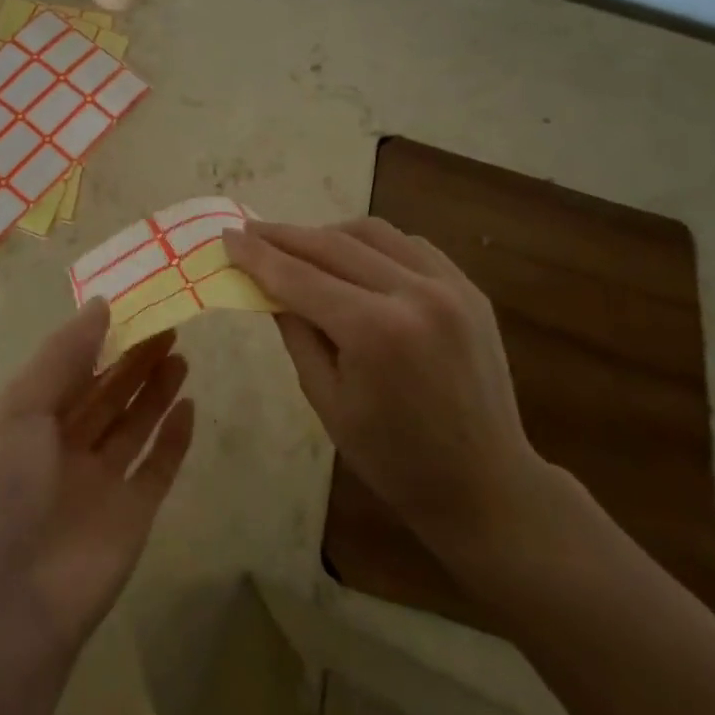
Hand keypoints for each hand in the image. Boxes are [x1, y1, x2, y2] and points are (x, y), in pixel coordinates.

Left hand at [0, 300, 195, 663]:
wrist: (8, 605)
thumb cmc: (3, 489)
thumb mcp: (20, 407)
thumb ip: (63, 355)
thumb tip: (100, 303)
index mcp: (28, 421)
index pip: (70, 369)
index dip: (99, 338)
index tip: (132, 305)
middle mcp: (63, 447)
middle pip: (106, 393)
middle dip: (133, 359)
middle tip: (169, 323)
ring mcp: (99, 482)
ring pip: (133, 425)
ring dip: (154, 390)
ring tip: (181, 353)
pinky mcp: (132, 514)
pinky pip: (157, 468)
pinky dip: (174, 439)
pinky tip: (190, 406)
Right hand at [224, 217, 553, 578]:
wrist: (486, 484)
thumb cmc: (393, 458)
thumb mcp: (326, 399)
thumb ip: (295, 332)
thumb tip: (268, 285)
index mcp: (375, 331)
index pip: (300, 277)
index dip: (258, 254)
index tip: (227, 235)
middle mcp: (415, 294)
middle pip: (333, 244)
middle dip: (285, 235)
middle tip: (250, 230)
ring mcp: (450, 285)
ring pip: (373, 233)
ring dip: (328, 234)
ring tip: (299, 247)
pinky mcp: (469, 288)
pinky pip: (409, 245)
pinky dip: (372, 245)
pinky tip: (353, 260)